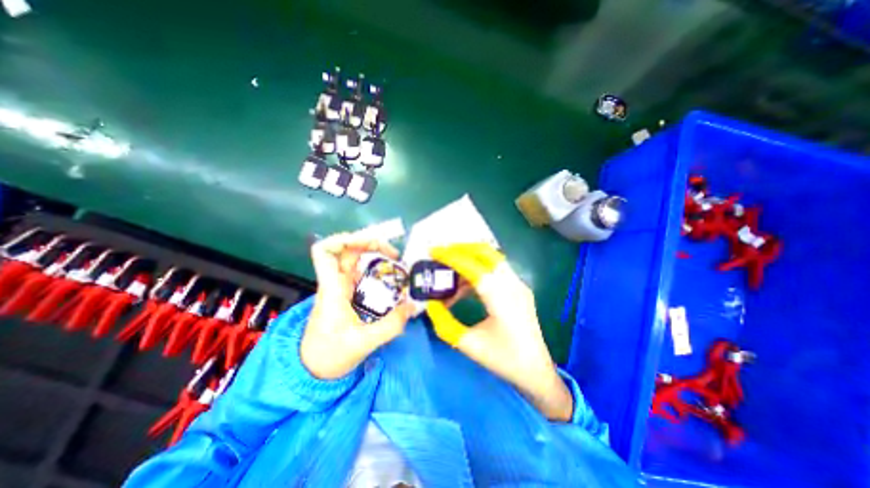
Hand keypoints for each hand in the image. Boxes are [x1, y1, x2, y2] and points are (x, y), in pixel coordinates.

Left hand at [300, 232, 413, 379]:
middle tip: (394, 254)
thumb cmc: (330, 355)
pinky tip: (392, 275)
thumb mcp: (364, 342)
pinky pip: (363, 272)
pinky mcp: (349, 293)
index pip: (323, 252)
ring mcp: (342, 286)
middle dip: (371, 244)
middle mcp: (336, 282)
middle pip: (347, 249)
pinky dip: (377, 268)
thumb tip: (414, 305)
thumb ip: (391, 325)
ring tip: (397, 261)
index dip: (341, 239)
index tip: (366, 243)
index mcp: (333, 288)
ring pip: (355, 259)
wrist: (314, 370)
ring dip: (375, 254)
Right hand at [426, 244, 576, 423]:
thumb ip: (444, 322)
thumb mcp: (467, 343)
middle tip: (441, 254)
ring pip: (491, 259)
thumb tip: (431, 303)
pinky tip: (464, 287)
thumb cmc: (503, 359)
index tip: (432, 251)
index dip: (451, 256)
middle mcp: (512, 284)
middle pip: (486, 252)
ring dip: (469, 259)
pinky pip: (495, 270)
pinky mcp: (519, 289)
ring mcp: (518, 284)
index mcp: (500, 297)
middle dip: (461, 249)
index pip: (472, 265)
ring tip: (449, 272)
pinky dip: (477, 271)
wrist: (536, 371)